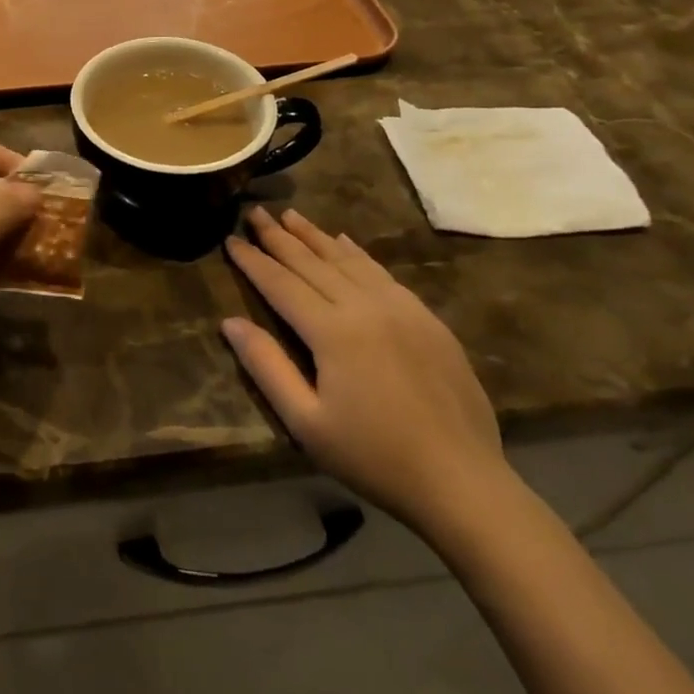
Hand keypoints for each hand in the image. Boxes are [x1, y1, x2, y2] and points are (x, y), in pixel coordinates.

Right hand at [223, 207, 507, 535]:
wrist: (463, 483)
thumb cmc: (374, 457)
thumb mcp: (306, 422)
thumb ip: (266, 367)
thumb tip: (230, 322)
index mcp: (333, 332)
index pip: (281, 283)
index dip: (253, 260)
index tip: (229, 238)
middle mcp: (365, 307)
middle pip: (312, 263)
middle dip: (279, 236)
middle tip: (255, 211)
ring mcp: (401, 309)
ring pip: (348, 260)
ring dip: (315, 236)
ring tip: (291, 215)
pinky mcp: (427, 320)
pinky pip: (383, 273)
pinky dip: (357, 253)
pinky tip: (344, 241)